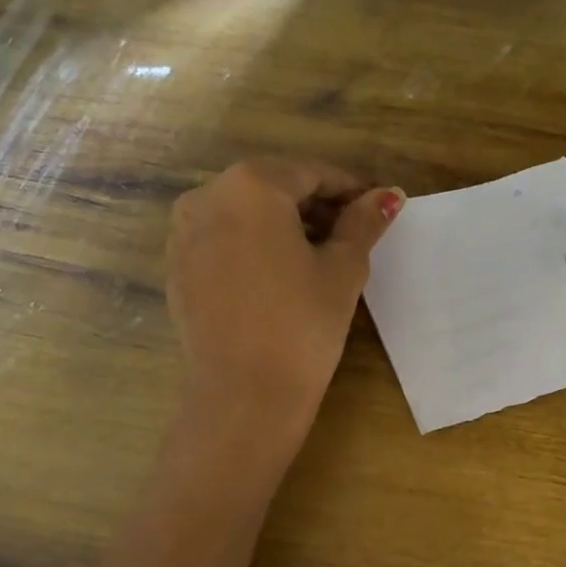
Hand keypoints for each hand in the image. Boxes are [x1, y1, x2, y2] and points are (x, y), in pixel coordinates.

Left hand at [167, 159, 401, 447]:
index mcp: (252, 185)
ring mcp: (184, 234)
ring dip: (283, 226)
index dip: (349, 189)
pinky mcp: (177, 269)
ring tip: (318, 259)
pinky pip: (223, 242)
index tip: (376, 208)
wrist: (244, 393)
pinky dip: (253, 248)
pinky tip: (279, 279)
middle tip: (353, 236)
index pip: (312, 173)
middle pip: (274, 188)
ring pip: (245, 214)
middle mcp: (207, 197)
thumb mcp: (343, 270)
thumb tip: (388, 196)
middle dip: (315, 206)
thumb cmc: (302, 324)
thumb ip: (363, 224)